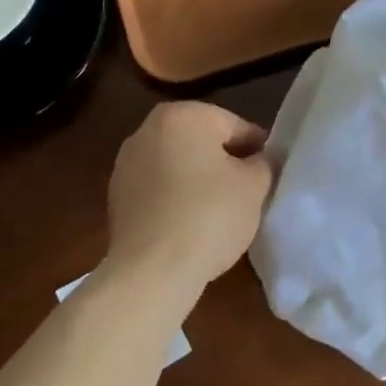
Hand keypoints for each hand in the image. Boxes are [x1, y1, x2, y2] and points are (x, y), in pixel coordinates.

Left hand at [103, 101, 272, 298]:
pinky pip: (158, 188)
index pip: (235, 125)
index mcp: (183, 115)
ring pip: (178, 164)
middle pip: (202, 141)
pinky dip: (175, 198)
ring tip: (218, 212)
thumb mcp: (254, 186)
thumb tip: (258, 160)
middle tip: (247, 192)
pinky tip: (190, 224)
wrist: (151, 270)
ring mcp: (126, 162)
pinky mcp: (116, 195)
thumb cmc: (209, 216)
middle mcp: (148, 129)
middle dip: (224, 162)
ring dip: (198, 180)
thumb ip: (263, 163)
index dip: (257, 150)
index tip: (268, 174)